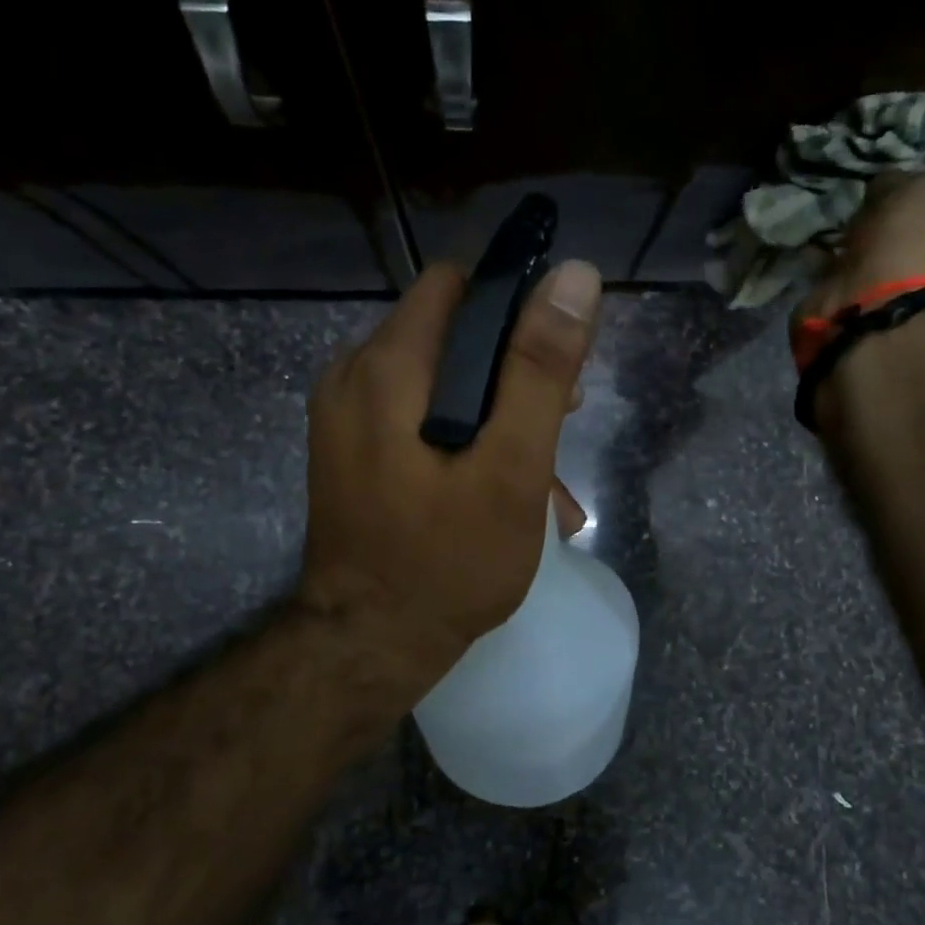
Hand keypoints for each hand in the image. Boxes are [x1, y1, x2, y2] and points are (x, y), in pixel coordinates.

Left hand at [298, 259, 602, 695]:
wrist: (369, 648)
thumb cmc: (447, 562)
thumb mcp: (510, 467)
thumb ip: (539, 371)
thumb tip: (575, 276)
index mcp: (387, 367)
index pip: (458, 286)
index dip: (517, 306)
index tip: (559, 358)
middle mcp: (354, 377)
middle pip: (451, 335)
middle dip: (514, 372)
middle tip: (561, 423)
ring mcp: (348, 418)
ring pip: (440, 383)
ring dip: (498, 415)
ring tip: (545, 477)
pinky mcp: (355, 452)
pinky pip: (420, 419)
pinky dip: (467, 439)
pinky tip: (506, 491)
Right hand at [796, 161, 924, 323]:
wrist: (879, 327)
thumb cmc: (919, 251)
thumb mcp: (918, 191)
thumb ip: (903, 179)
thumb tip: (885, 187)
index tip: (923, 163)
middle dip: (899, 209)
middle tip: (873, 190)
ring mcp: (911, 299)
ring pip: (886, 254)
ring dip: (864, 234)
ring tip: (842, 211)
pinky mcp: (868, 315)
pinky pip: (849, 278)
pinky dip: (832, 261)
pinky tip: (817, 242)